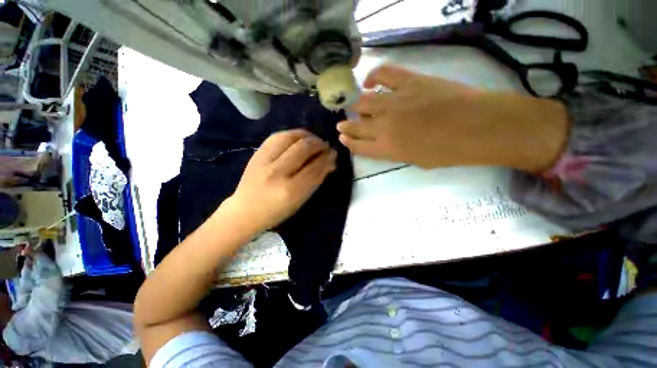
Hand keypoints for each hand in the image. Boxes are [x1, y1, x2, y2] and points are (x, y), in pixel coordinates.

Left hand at [222, 129, 336, 232]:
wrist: (245, 211)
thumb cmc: (277, 212)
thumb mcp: (300, 201)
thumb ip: (316, 181)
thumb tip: (330, 163)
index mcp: (291, 190)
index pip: (315, 167)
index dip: (327, 158)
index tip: (334, 153)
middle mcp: (277, 173)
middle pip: (303, 149)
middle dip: (319, 144)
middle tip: (325, 146)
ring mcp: (264, 161)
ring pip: (290, 138)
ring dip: (306, 136)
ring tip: (314, 139)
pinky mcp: (256, 154)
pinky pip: (276, 136)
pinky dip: (291, 134)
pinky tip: (299, 137)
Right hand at [337, 65, 568, 171]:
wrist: (480, 127)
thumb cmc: (449, 152)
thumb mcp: (415, 160)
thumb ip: (394, 151)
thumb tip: (383, 140)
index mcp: (387, 149)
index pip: (358, 147)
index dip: (349, 143)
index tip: (343, 138)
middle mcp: (385, 126)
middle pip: (356, 125)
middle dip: (346, 126)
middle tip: (341, 125)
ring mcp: (395, 102)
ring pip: (363, 102)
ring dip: (354, 106)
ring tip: (352, 106)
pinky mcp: (409, 82)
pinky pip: (383, 74)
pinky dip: (373, 77)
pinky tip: (369, 81)